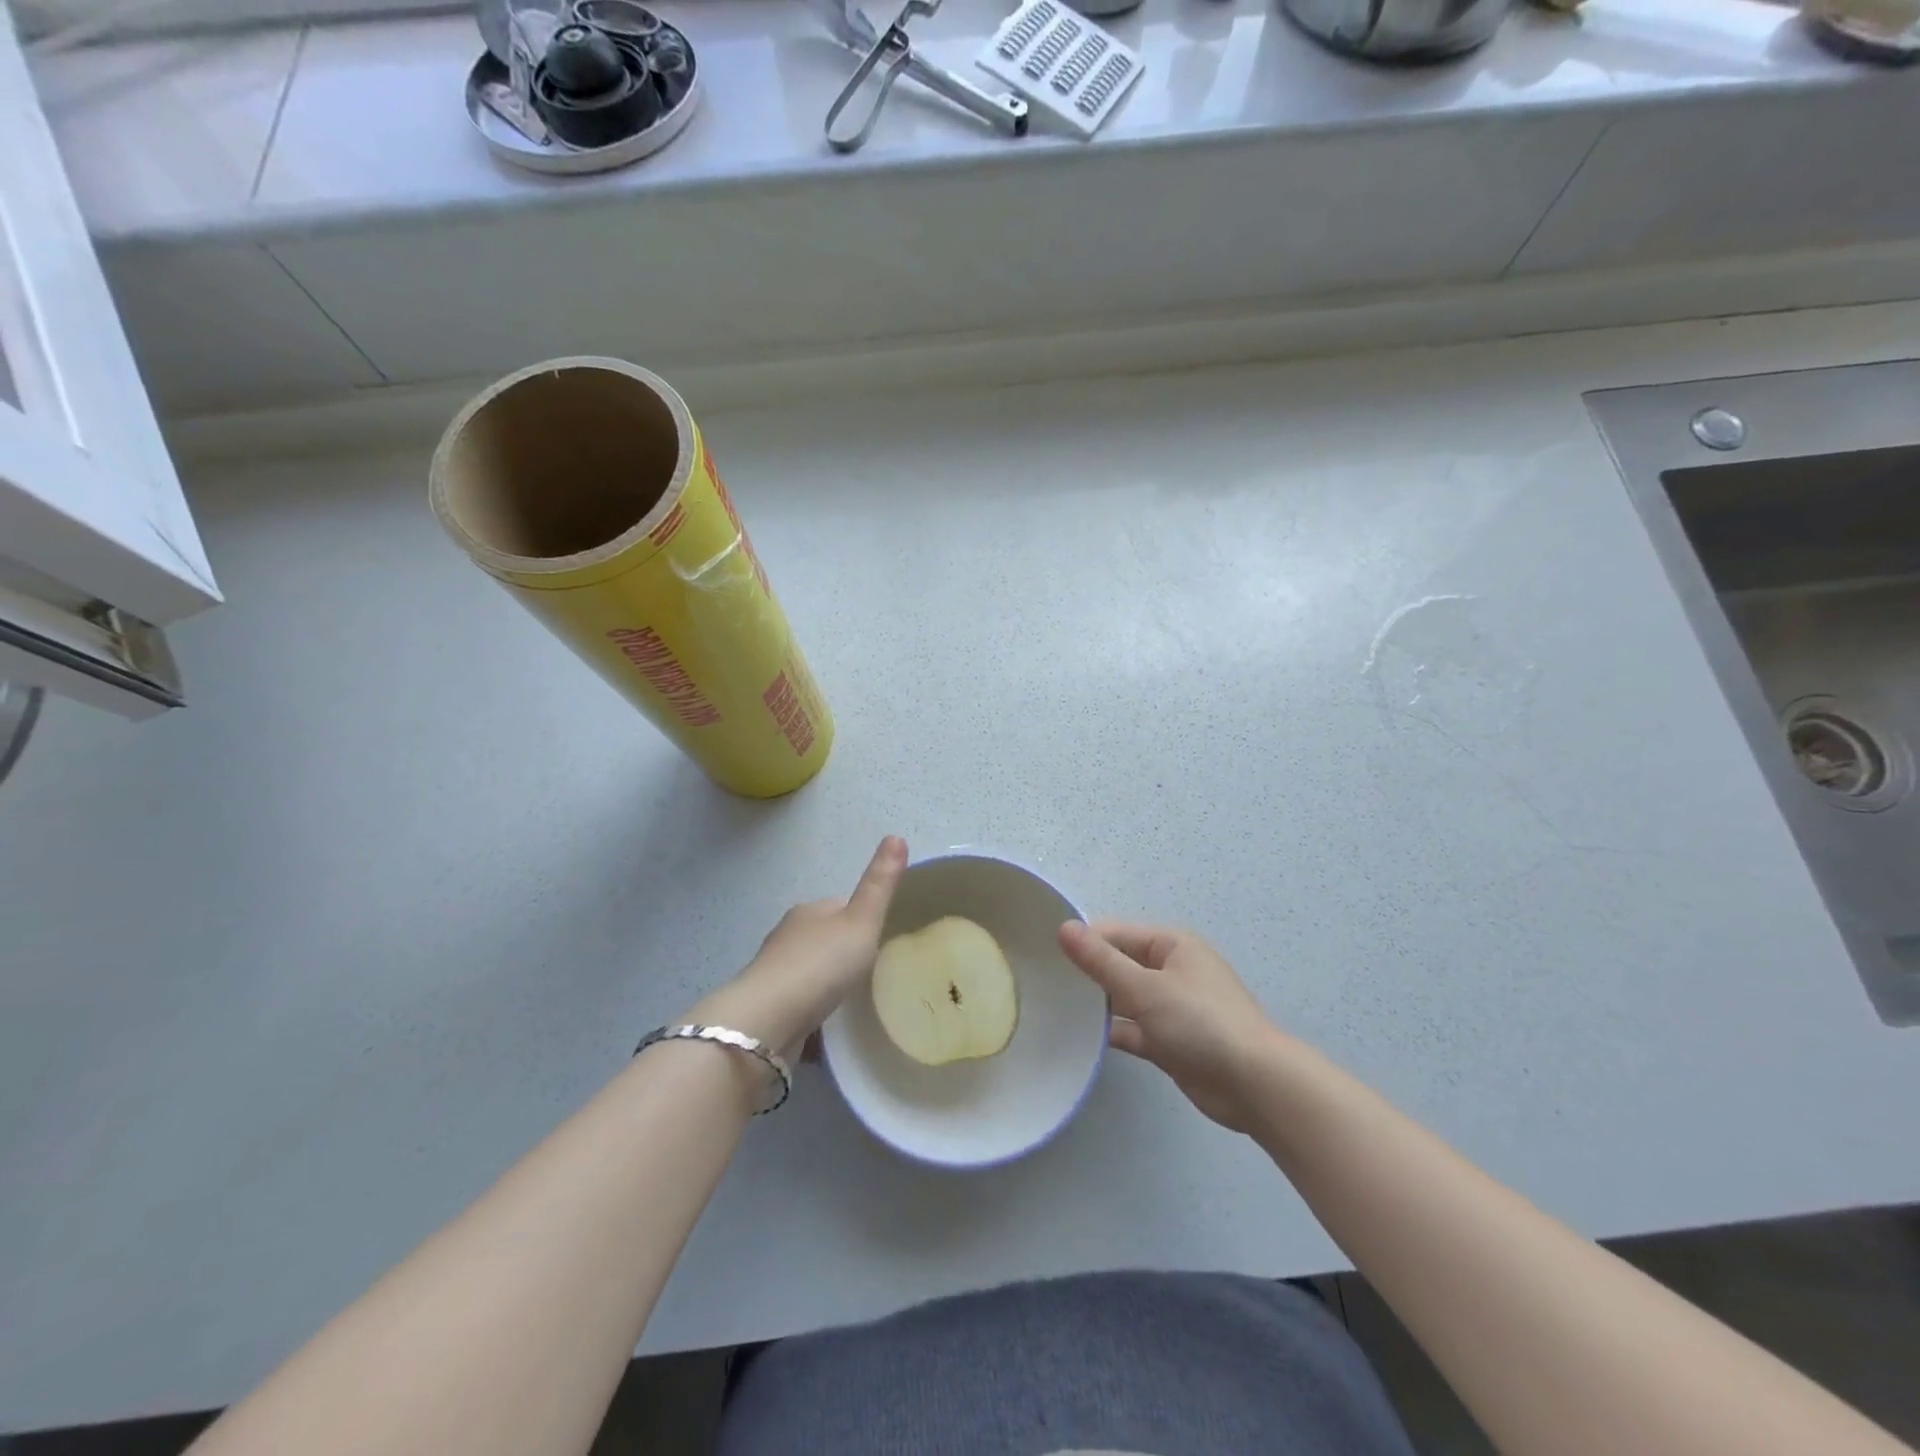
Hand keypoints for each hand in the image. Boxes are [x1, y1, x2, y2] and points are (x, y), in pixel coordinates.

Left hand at [687, 836, 906, 1057]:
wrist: (769, 1020)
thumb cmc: (821, 964)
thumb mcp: (862, 921)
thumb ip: (880, 884)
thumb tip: (896, 835)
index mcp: (809, 911)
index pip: (840, 907)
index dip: (861, 919)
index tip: (880, 937)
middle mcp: (787, 936)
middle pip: (823, 938)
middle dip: (842, 953)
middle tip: (871, 973)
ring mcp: (774, 973)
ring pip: (808, 971)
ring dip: (825, 982)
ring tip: (852, 1001)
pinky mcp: (769, 1007)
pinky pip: (798, 1002)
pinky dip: (812, 1008)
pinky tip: (826, 1025)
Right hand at [1059, 921, 1283, 1133]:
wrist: (1254, 1085)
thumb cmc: (1200, 1022)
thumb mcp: (1145, 987)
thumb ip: (1101, 961)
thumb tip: (1064, 928)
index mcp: (1170, 945)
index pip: (1115, 933)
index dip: (1082, 942)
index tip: (1043, 955)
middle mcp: (1171, 970)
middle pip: (1119, 965)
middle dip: (1086, 973)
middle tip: (1042, 983)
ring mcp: (1171, 1008)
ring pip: (1124, 999)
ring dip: (1097, 1005)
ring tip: (1052, 1009)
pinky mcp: (1170, 1042)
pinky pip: (1133, 1029)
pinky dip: (1112, 1033)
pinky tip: (1079, 1039)